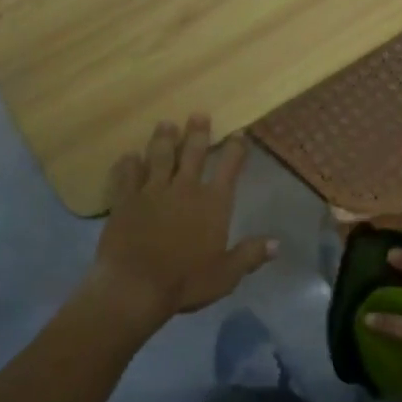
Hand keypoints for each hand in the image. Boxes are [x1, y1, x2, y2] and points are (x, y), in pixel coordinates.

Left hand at [89, 117, 276, 329]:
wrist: (134, 286)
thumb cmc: (185, 282)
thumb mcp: (226, 275)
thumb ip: (249, 255)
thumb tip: (276, 244)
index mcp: (213, 203)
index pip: (228, 168)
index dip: (235, 150)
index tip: (239, 134)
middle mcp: (184, 189)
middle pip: (192, 153)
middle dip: (197, 133)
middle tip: (198, 114)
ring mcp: (152, 191)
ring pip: (159, 156)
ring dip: (163, 139)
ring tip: (165, 124)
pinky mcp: (125, 200)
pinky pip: (127, 175)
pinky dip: (128, 164)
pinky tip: (128, 156)